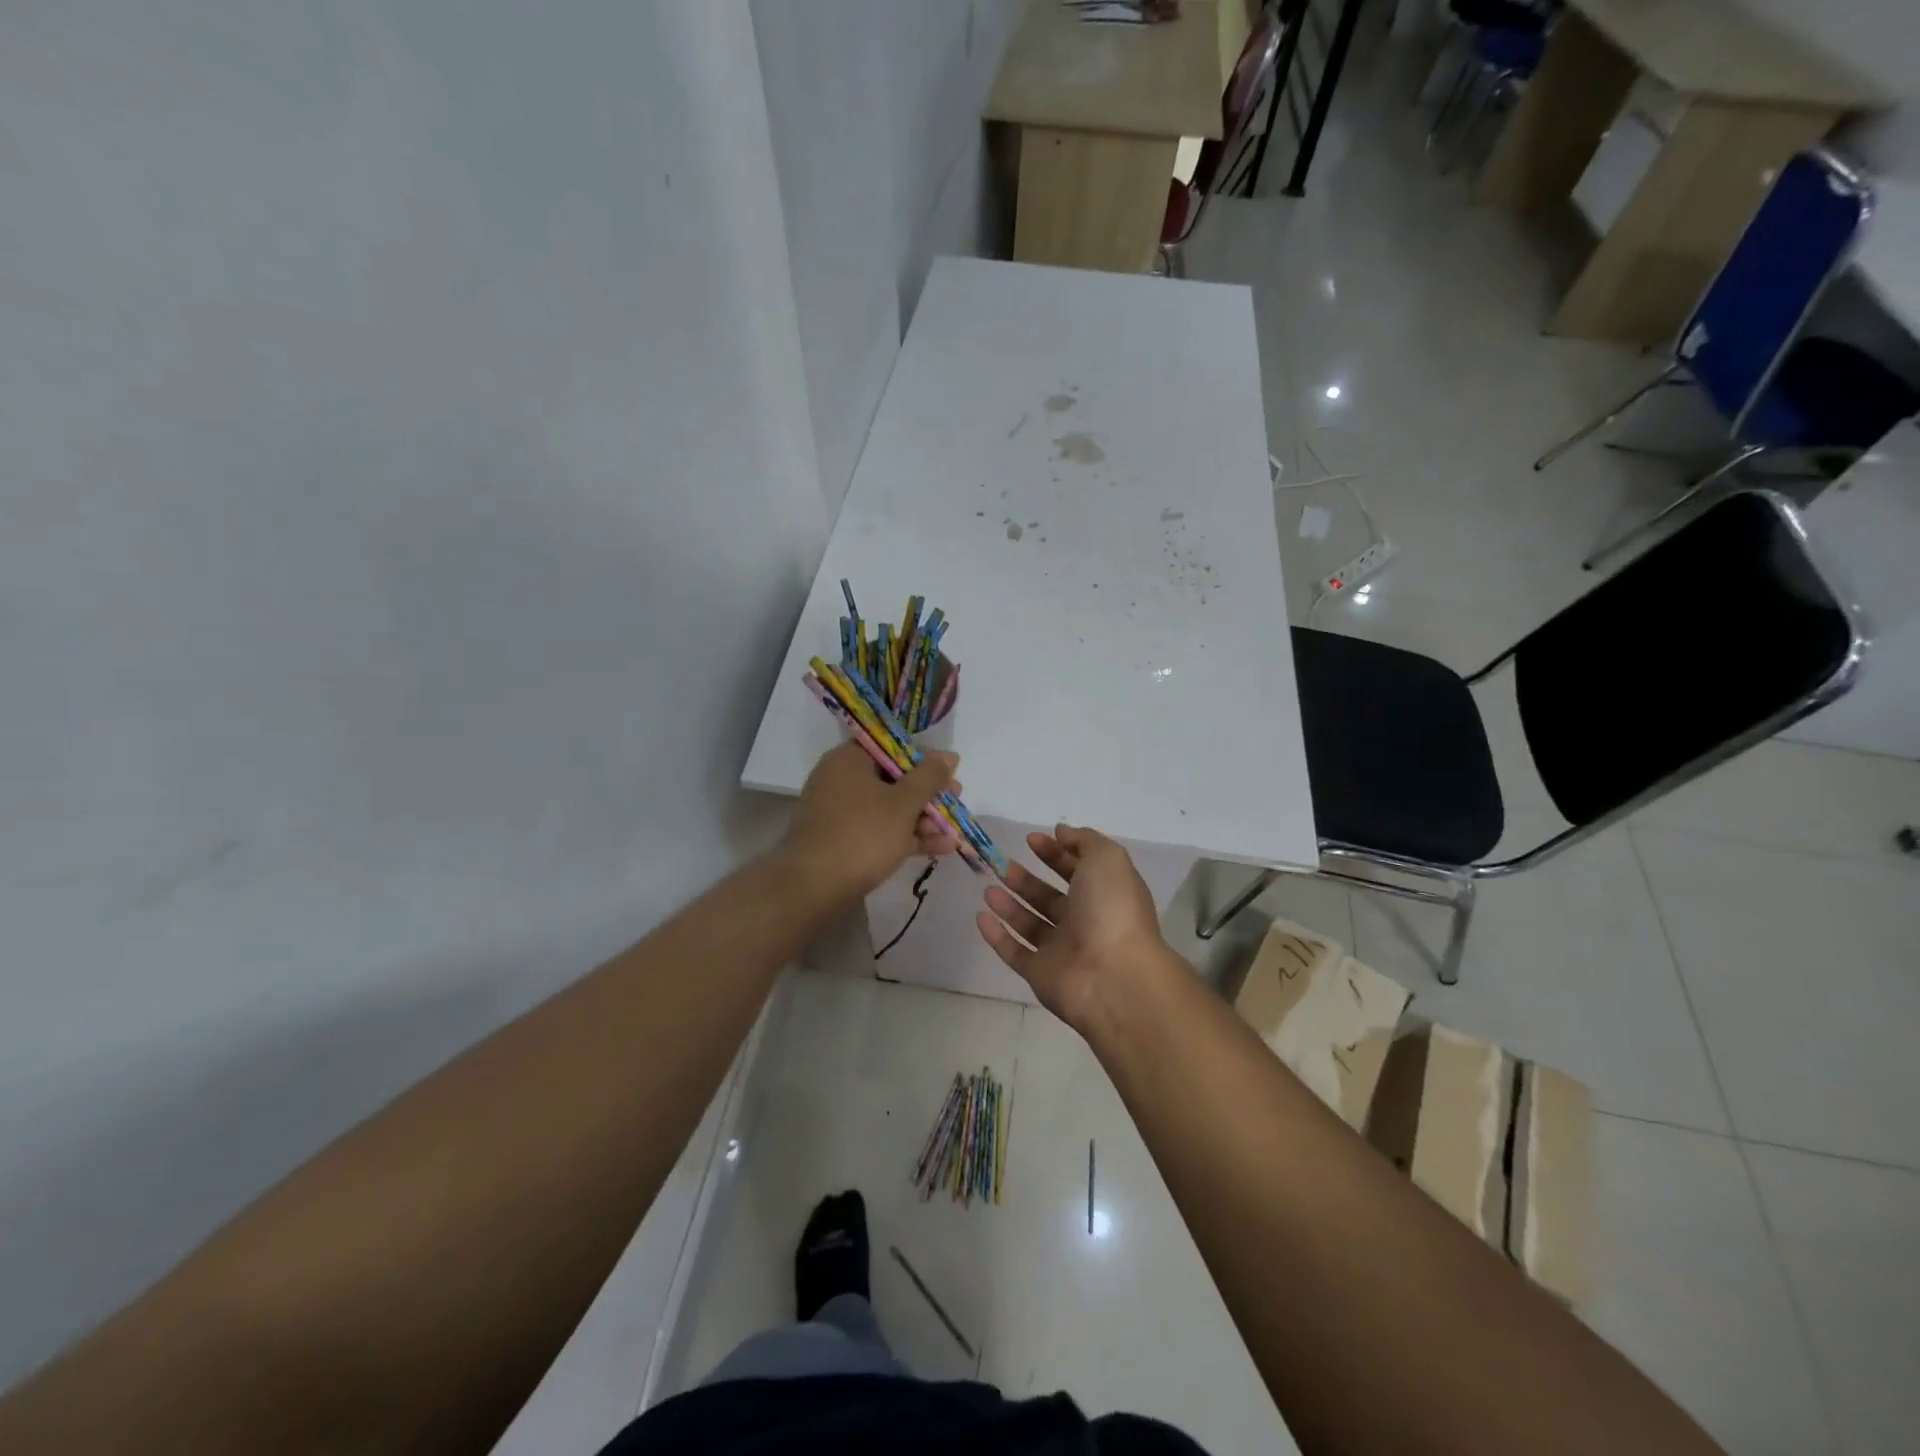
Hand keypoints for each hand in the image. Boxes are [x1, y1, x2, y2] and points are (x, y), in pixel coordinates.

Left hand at [781, 741, 960, 899]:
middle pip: (893, 779)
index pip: (892, 746)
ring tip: (953, 833)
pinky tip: (940, 849)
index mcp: (850, 759)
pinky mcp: (843, 841)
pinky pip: (880, 831)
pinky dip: (906, 837)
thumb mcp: (903, 803)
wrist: (813, 887)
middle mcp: (841, 780)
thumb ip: (929, 778)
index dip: (924, 759)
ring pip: (889, 808)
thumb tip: (949, 755)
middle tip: (955, 803)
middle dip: (927, 794)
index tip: (948, 774)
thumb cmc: (862, 834)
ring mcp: (840, 813)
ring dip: (922, 819)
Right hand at [975, 824, 1173, 1029]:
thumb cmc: (1112, 909)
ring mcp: (1062, 950)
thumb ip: (1084, 840)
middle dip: (1026, 879)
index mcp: (1105, 894)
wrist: (1113, 977)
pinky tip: (980, 917)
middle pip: (1050, 897)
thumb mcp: (1106, 859)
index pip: (1077, 869)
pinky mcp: (1041, 974)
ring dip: (1009, 905)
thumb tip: (1061, 832)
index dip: (1055, 853)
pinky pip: (1015, 952)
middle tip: (1001, 864)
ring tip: (988, 888)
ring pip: (1030, 923)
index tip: (1031, 840)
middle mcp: (1085, 921)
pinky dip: (997, 936)